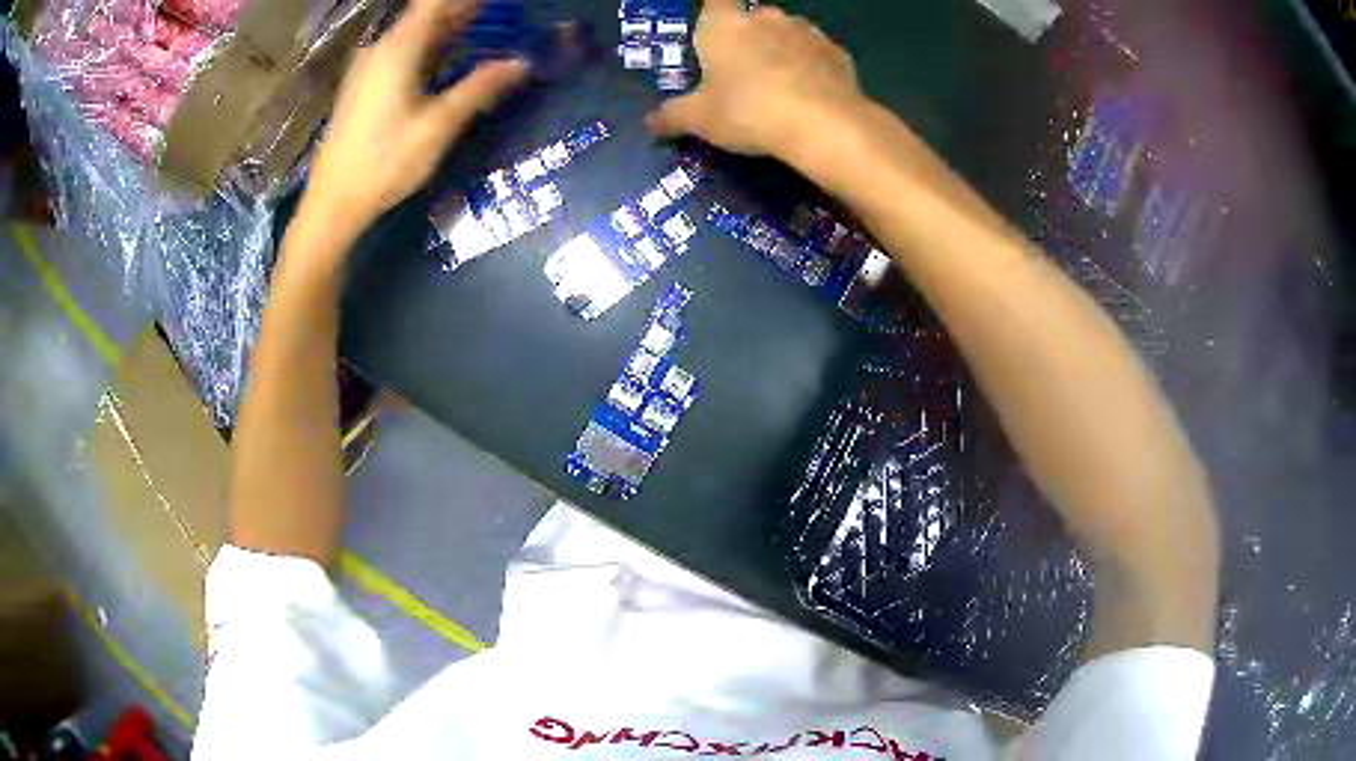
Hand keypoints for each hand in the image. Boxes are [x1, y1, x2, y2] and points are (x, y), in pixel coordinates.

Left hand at [303, 0, 527, 232]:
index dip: (465, 0)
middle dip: (463, 9)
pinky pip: (403, 50)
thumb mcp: (438, 126)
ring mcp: (369, 67)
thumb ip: (480, 88)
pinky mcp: (365, 85)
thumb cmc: (384, 163)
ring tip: (485, 24)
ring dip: (449, 26)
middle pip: (426, 13)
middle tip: (502, 12)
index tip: (496, 4)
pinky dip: (430, 45)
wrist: (333, 203)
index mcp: (399, 48)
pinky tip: (449, 55)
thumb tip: (522, 62)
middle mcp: (381, 48)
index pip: (435, 2)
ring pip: (415, 32)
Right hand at [646, 0, 868, 158]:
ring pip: (788, 33)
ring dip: (782, 50)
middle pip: (753, 18)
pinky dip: (812, 68)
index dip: (713, 11)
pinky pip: (817, 55)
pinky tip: (810, 95)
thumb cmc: (747, 111)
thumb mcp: (699, 120)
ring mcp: (806, 31)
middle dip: (748, 37)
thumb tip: (650, 122)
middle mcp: (765, 17)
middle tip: (743, 71)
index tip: (713, 30)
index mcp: (724, 25)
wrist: (823, 124)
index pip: (715, 0)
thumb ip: (673, 116)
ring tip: (780, 86)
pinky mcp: (837, 52)